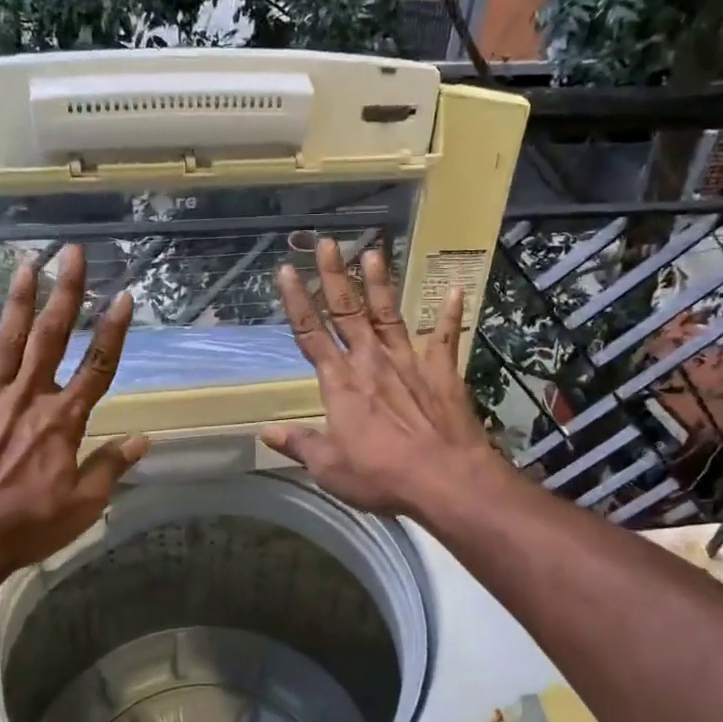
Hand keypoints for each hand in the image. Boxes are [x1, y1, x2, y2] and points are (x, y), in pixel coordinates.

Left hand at [0, 244, 148, 590]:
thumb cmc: (26, 526)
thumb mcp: (82, 506)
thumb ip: (110, 467)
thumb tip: (142, 440)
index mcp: (63, 421)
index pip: (97, 367)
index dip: (113, 331)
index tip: (125, 296)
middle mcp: (28, 398)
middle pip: (51, 337)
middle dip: (66, 293)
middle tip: (72, 254)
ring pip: (8, 341)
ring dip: (20, 301)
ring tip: (28, 264)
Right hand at [260, 237, 509, 520]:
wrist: (445, 479)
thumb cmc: (381, 476)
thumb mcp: (330, 469)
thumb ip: (300, 444)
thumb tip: (266, 432)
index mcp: (340, 383)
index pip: (310, 334)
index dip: (296, 301)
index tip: (286, 271)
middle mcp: (371, 362)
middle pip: (347, 311)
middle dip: (333, 276)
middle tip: (326, 243)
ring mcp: (409, 362)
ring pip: (388, 314)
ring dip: (379, 283)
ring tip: (373, 251)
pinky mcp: (442, 372)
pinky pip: (445, 337)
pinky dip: (450, 314)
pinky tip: (456, 290)